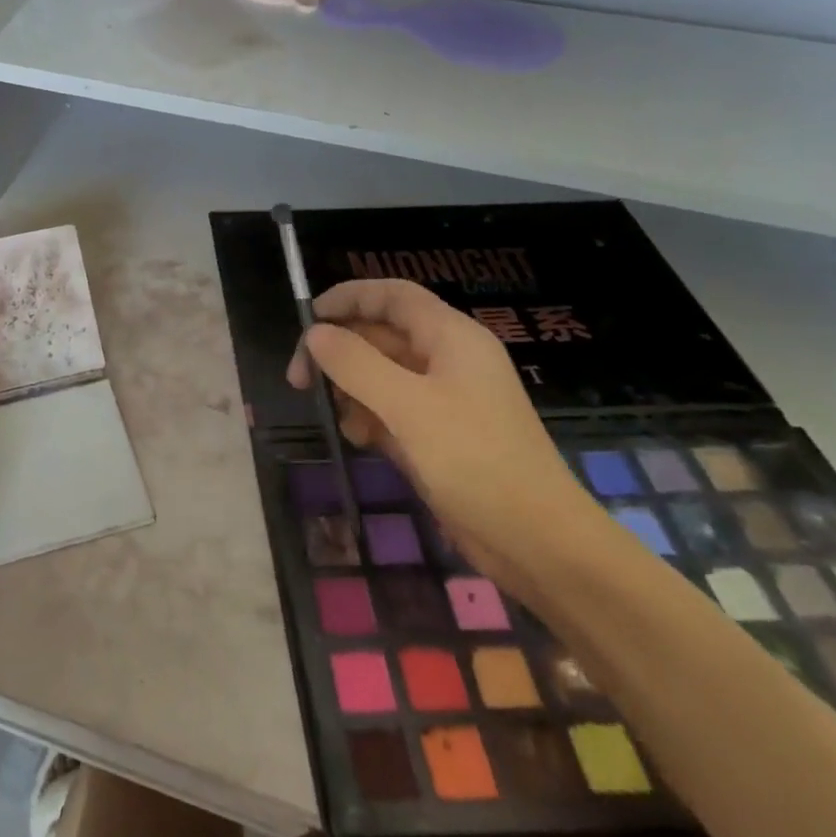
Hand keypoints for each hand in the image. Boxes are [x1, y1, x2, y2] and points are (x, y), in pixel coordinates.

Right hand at [287, 280, 603, 591]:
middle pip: (380, 334)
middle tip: (299, 380)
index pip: (393, 295)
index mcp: (451, 337)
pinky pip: (390, 409)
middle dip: (339, 351)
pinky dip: (369, 418)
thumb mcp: (408, 406)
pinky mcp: (437, 434)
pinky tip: (360, 441)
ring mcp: (443, 398)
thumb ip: (355, 364)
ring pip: (380, 374)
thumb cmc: (475, 460)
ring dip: (351, 389)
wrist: (536, 541)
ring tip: (337, 417)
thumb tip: (315, 334)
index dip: (348, 297)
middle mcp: (447, 359)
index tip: (307, 320)